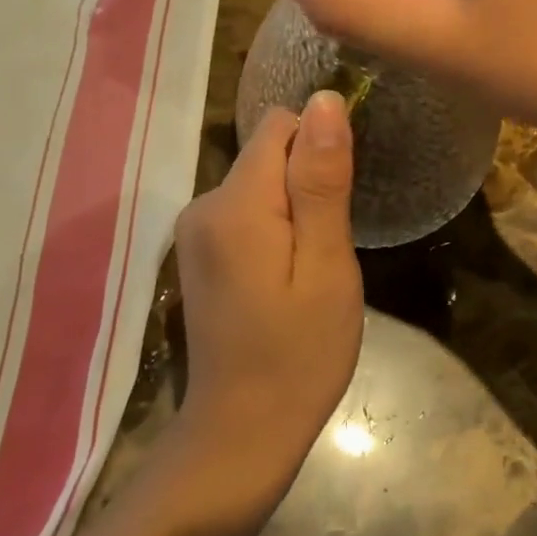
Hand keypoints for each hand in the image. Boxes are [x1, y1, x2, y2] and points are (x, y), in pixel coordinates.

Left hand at [172, 92, 363, 485]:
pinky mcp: (200, 255)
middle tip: (330, 249)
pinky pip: (248, 212)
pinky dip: (276, 229)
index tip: (340, 201)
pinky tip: (287, 279)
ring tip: (312, 268)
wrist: (242, 435)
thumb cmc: (299, 353)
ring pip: (261, 183)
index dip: (321, 150)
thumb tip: (324, 100)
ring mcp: (195, 233)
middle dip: (309, 184)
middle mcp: (203, 205)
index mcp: (234, 203)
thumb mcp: (327, 265)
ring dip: (296, 209)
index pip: (281, 126)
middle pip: (269, 153)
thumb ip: (322, 180)